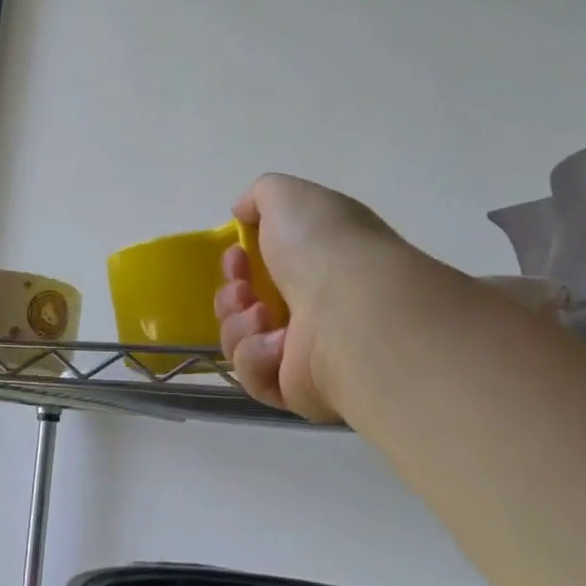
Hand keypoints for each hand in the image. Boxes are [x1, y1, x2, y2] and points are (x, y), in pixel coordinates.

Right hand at [214, 174, 404, 422]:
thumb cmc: (323, 247)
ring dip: (238, 323)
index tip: (236, 254)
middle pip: (247, 305)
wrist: (354, 312)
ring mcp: (307, 351)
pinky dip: (256, 357)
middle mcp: (315, 305)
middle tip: (243, 289)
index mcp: (317, 262)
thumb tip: (243, 212)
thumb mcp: (287, 195)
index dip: (238, 260)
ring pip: (242, 341)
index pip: (265, 266)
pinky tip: (276, 345)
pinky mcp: (298, 390)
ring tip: (262, 316)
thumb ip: (260, 196)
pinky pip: (254, 377)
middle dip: (231, 294)